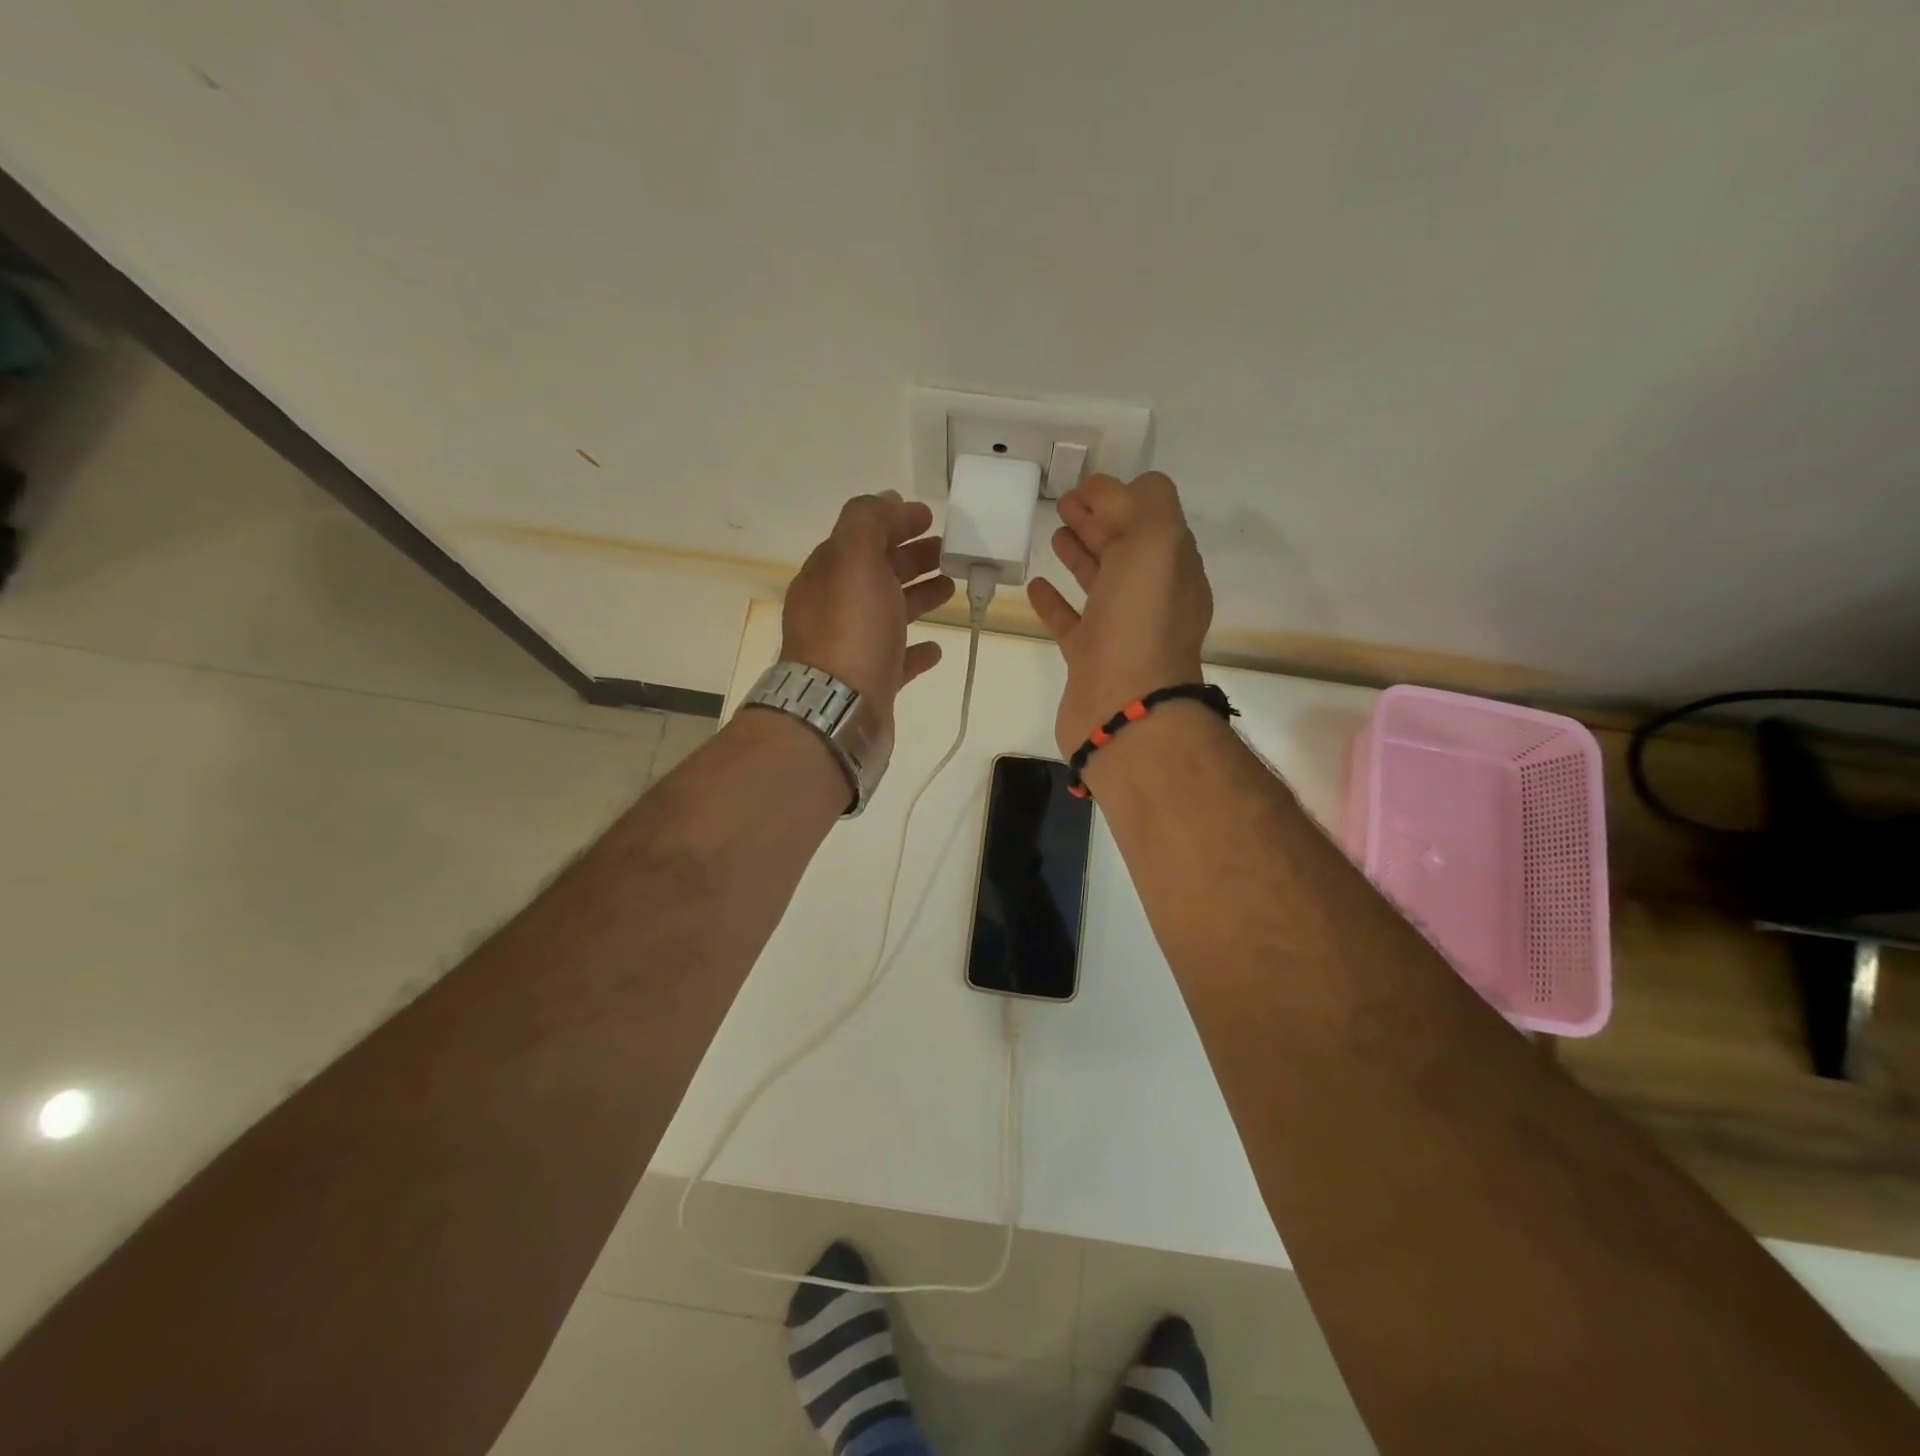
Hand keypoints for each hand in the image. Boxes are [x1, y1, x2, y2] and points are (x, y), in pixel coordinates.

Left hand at [782, 491, 955, 720]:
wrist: (838, 709)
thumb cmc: (850, 630)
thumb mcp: (854, 559)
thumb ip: (868, 522)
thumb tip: (887, 501)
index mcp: (829, 575)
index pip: (861, 537)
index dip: (893, 522)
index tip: (930, 518)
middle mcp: (836, 609)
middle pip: (877, 573)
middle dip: (911, 557)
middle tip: (948, 551)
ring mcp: (853, 647)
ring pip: (889, 613)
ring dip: (918, 596)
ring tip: (951, 588)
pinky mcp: (871, 683)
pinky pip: (897, 659)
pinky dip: (916, 648)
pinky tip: (936, 647)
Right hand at [1027, 472, 1212, 757]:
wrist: (1123, 707)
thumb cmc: (1140, 621)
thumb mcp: (1156, 542)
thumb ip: (1143, 504)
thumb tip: (1114, 493)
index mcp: (1173, 567)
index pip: (1149, 519)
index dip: (1119, 497)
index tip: (1085, 484)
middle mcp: (1151, 597)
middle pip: (1124, 548)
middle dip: (1098, 520)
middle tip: (1064, 502)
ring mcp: (1120, 630)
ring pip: (1099, 582)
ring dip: (1079, 554)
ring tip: (1054, 534)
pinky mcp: (1089, 659)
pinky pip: (1071, 621)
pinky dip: (1054, 601)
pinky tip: (1035, 585)